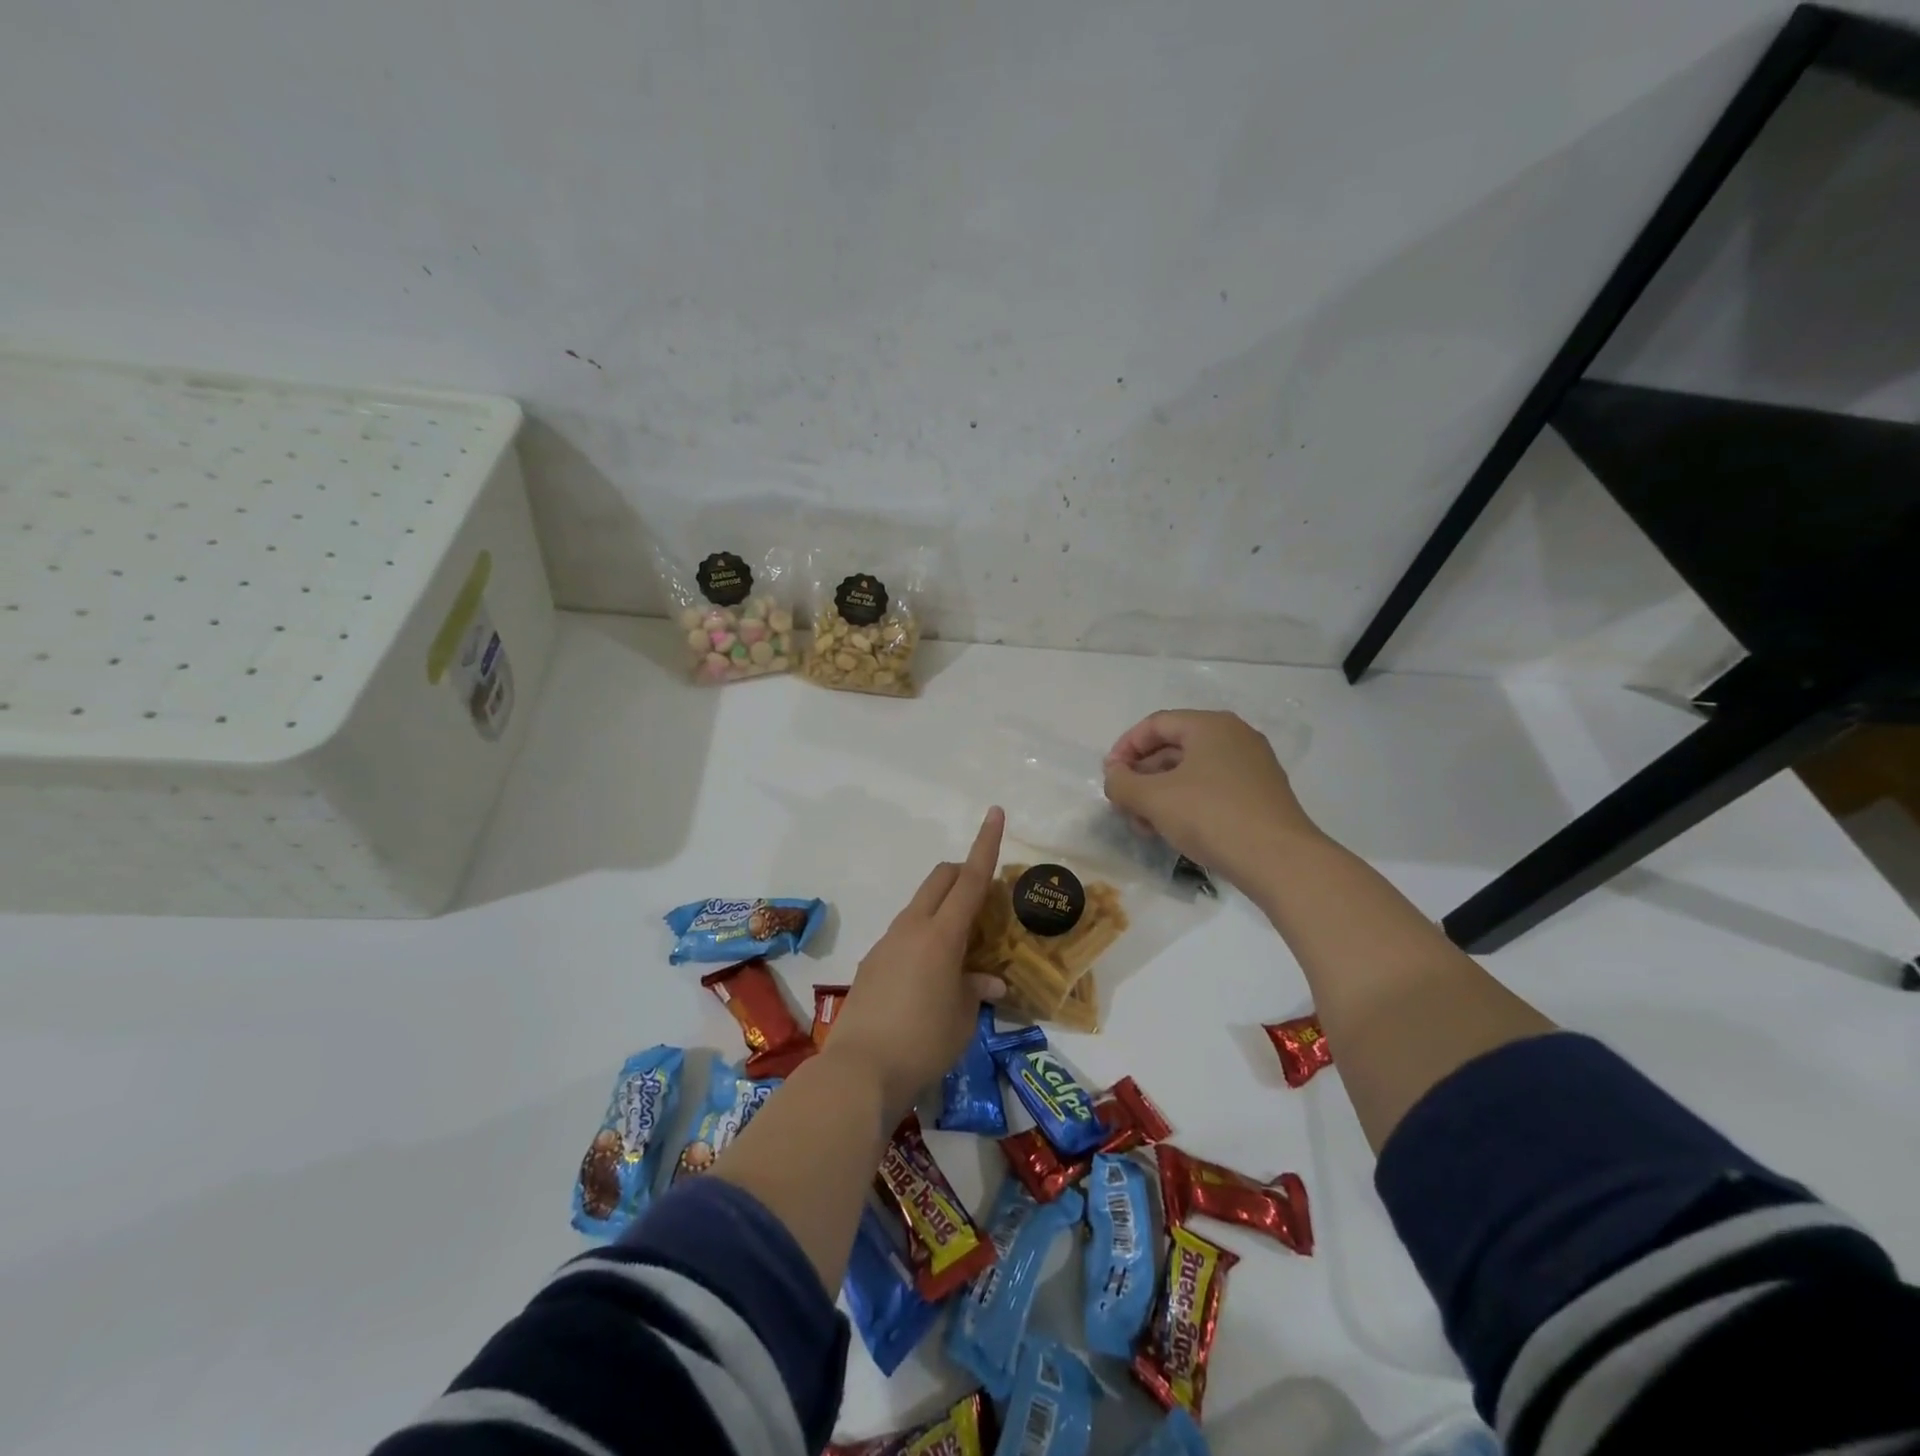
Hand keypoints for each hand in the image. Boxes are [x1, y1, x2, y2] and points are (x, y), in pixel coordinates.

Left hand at [826, 807, 1008, 1120]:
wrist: (859, 1070)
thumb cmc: (924, 1042)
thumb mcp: (963, 1018)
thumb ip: (977, 989)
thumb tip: (989, 980)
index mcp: (941, 934)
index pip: (970, 878)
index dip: (986, 844)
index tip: (995, 812)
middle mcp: (912, 927)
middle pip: (940, 879)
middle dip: (964, 872)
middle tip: (985, 898)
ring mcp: (888, 942)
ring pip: (921, 905)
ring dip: (944, 908)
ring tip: (962, 948)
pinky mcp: (872, 962)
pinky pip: (905, 932)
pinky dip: (925, 935)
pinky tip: (931, 976)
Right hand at [1103, 710, 1318, 887]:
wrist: (1280, 861)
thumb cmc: (1211, 817)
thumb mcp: (1154, 799)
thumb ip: (1122, 783)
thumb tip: (1114, 776)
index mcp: (1210, 726)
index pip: (1155, 724)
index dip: (1125, 747)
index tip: (1109, 777)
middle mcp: (1234, 737)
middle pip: (1173, 748)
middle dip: (1141, 777)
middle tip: (1123, 806)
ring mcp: (1251, 767)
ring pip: (1191, 772)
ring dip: (1159, 795)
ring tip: (1144, 826)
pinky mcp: (1260, 795)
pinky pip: (1211, 789)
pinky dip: (1185, 804)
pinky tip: (1172, 832)